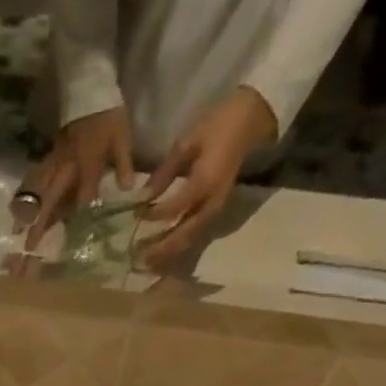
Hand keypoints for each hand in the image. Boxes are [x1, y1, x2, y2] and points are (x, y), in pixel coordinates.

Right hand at [25, 106, 135, 247]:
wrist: (90, 88)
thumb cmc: (108, 116)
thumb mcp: (122, 138)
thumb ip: (124, 164)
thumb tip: (128, 190)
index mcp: (87, 163)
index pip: (84, 195)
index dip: (80, 215)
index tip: (76, 237)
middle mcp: (67, 166)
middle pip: (51, 197)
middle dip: (40, 221)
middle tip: (30, 244)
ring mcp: (55, 161)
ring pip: (39, 189)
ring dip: (27, 210)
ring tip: (16, 229)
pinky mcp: (50, 156)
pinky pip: (37, 179)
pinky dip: (28, 194)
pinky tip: (19, 208)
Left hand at [139, 87, 277, 267]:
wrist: (249, 123)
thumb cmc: (216, 127)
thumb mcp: (187, 143)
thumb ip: (164, 173)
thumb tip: (142, 197)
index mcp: (205, 182)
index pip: (176, 208)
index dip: (155, 214)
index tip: (136, 215)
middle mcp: (212, 203)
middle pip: (183, 234)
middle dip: (160, 248)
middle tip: (138, 257)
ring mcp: (215, 210)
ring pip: (189, 239)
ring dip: (168, 253)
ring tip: (146, 262)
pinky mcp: (215, 213)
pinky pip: (195, 236)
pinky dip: (178, 246)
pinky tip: (162, 252)